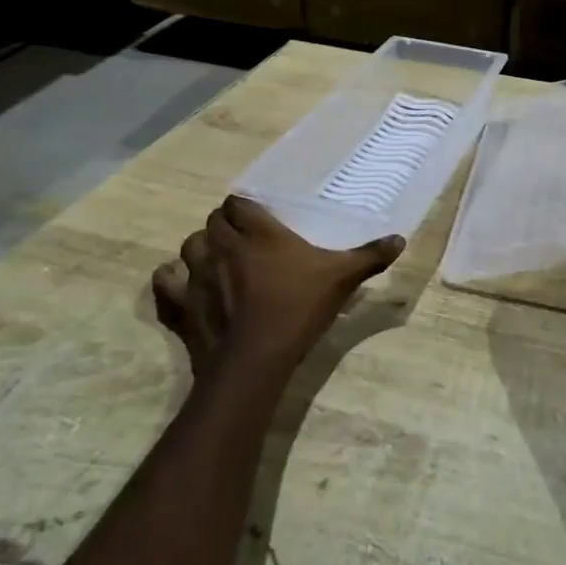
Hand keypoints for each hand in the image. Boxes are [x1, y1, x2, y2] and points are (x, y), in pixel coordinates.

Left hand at [151, 196, 403, 387]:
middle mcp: (222, 246)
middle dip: (224, 227)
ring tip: (217, 262)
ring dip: (200, 250)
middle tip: (244, 242)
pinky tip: (183, 287)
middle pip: (213, 223)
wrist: (254, 361)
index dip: (244, 208)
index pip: (238, 203)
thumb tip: (400, 239)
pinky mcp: (181, 306)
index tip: (257, 219)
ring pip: (188, 247)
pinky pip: (165, 284)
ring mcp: (196, 275)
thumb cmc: (298, 310)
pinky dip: (171, 282)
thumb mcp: (341, 280)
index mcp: (257, 233)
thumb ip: (369, 257)